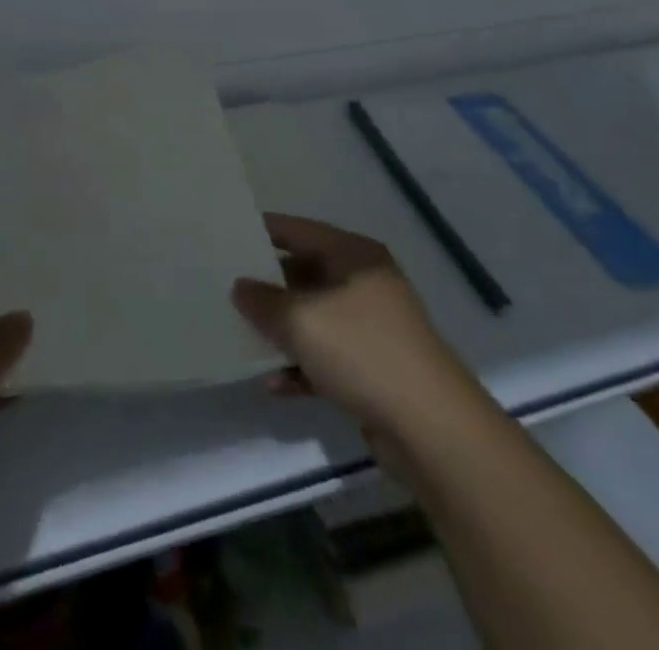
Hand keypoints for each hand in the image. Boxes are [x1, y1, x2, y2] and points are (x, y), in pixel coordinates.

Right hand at [232, 213, 469, 440]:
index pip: (300, 230)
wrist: (431, 428)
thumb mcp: (301, 320)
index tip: (228, 234)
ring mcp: (372, 327)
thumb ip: (264, 301)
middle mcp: (365, 283)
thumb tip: (241, 287)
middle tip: (227, 288)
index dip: (265, 231)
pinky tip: (274, 384)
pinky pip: (327, 357)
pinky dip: (302, 366)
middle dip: (269, 285)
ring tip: (243, 337)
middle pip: (307, 273)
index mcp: (354, 255)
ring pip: (315, 318)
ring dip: (283, 330)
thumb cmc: (362, 351)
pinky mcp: (375, 369)